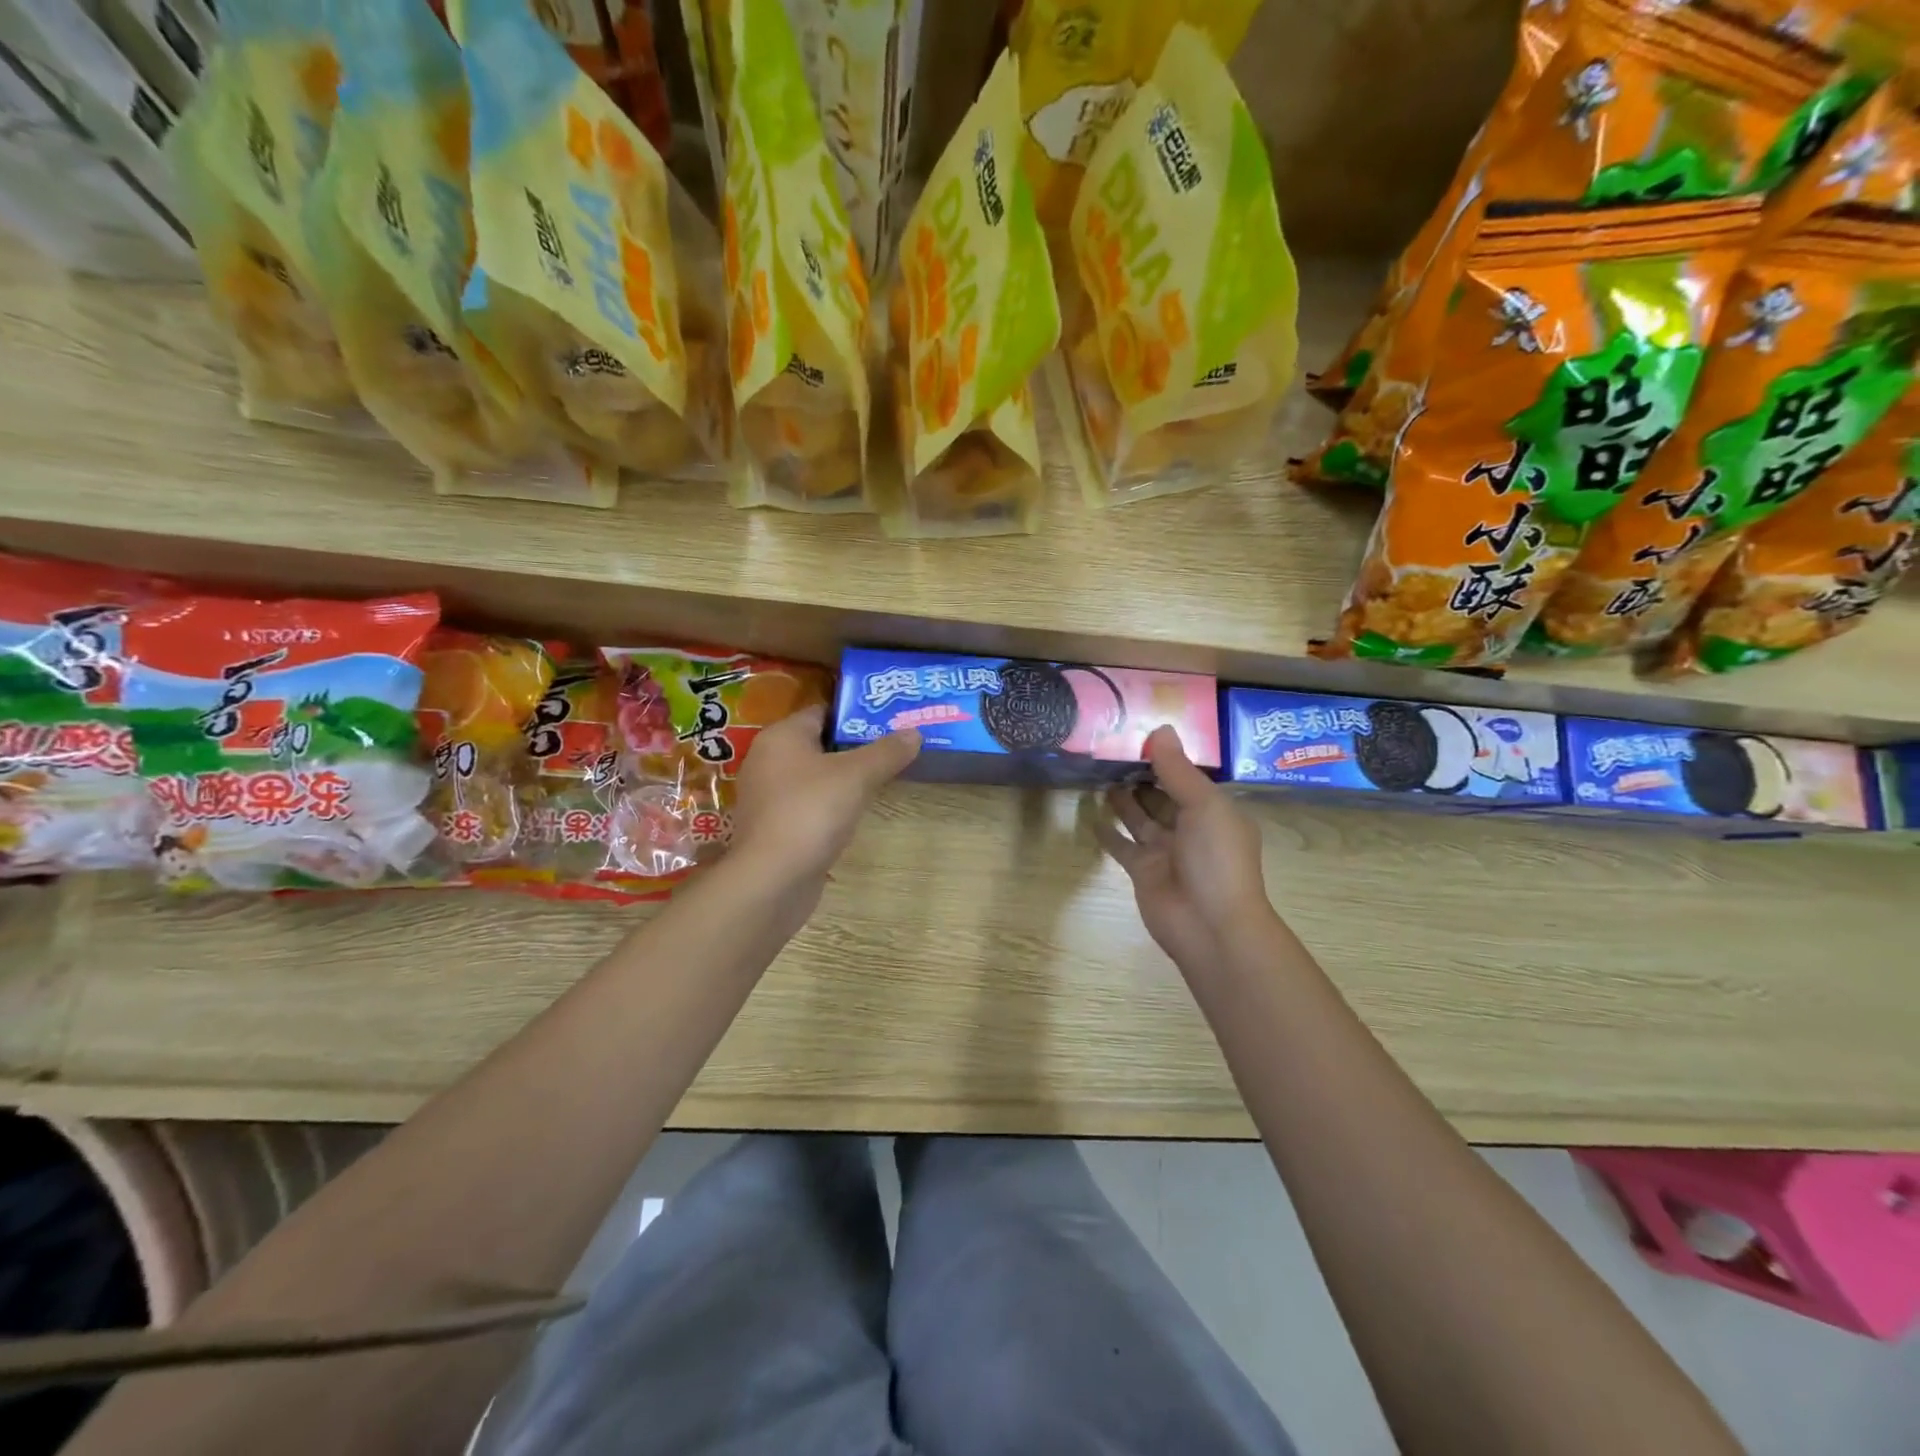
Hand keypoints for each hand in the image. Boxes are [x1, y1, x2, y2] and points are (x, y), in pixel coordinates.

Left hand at [730, 705, 919, 901]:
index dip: (855, 714)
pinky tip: (855, 812)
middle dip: (854, 746)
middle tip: (893, 748)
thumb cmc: (811, 812)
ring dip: (843, 778)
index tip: (889, 720)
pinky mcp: (774, 827)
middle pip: (818, 743)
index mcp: (781, 737)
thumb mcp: (857, 776)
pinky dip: (830, 804)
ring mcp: (768, 797)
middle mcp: (767, 761)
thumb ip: (887, 752)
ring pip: (814, 776)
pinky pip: (808, 804)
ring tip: (881, 778)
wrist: (772, 879)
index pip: (822, 711)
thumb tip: (915, 733)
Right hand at [1096, 725, 1271, 974]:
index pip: (1189, 776)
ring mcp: (1166, 850)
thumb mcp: (1204, 805)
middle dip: (1142, 774)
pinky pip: (1123, 845)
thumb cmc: (1216, 859)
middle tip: (1110, 748)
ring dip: (1123, 798)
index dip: (1167, 756)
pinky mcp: (1143, 870)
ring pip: (1140, 817)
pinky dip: (1108, 832)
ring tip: (1098, 772)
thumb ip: (1177, 769)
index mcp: (1215, 810)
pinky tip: (1091, 814)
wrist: (1210, 926)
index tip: (1139, 732)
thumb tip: (1160, 729)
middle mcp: (1192, 828)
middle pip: (1163, 794)